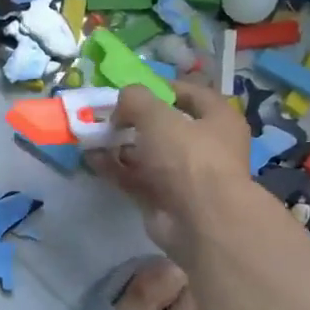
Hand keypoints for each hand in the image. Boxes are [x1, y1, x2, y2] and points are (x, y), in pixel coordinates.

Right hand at [89, 81, 262, 257]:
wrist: (200, 221)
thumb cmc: (189, 157)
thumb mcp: (158, 116)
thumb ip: (135, 100)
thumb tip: (121, 103)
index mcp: (218, 120)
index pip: (191, 95)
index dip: (162, 88)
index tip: (132, 89)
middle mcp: (205, 147)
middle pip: (165, 127)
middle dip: (134, 121)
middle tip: (107, 115)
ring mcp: (183, 176)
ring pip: (147, 155)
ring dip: (120, 146)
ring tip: (92, 136)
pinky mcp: (163, 200)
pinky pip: (135, 179)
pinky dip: (115, 169)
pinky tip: (91, 158)